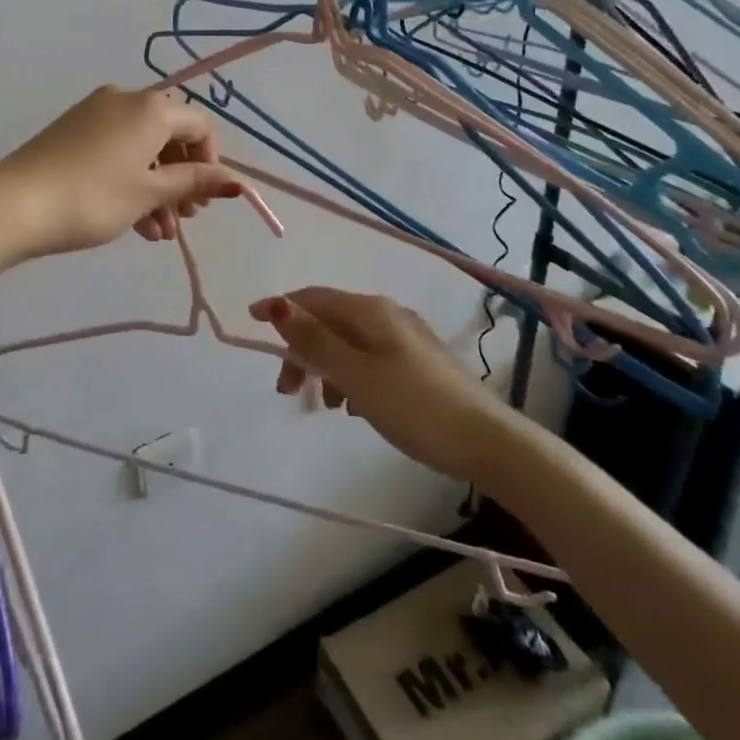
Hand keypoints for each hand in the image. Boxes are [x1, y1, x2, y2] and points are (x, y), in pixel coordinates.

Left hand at [0, 86, 243, 257]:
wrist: (16, 203)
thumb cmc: (94, 197)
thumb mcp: (149, 193)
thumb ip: (194, 182)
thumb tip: (236, 181)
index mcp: (151, 108)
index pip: (199, 125)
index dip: (210, 162)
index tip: (204, 199)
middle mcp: (125, 100)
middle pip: (169, 137)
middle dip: (181, 181)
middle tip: (184, 220)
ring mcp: (95, 113)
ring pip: (141, 149)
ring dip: (156, 190)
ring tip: (158, 234)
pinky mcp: (73, 130)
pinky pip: (116, 150)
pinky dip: (130, 180)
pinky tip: (134, 223)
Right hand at [252, 288, 494, 482]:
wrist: (487, 441)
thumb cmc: (414, 406)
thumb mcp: (356, 375)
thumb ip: (315, 341)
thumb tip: (276, 304)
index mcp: (369, 311)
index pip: (313, 298)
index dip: (280, 309)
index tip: (252, 324)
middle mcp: (386, 314)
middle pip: (329, 321)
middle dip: (302, 349)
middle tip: (288, 390)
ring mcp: (405, 337)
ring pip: (348, 342)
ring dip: (326, 367)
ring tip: (325, 405)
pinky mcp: (417, 362)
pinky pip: (369, 359)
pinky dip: (351, 376)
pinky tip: (356, 407)